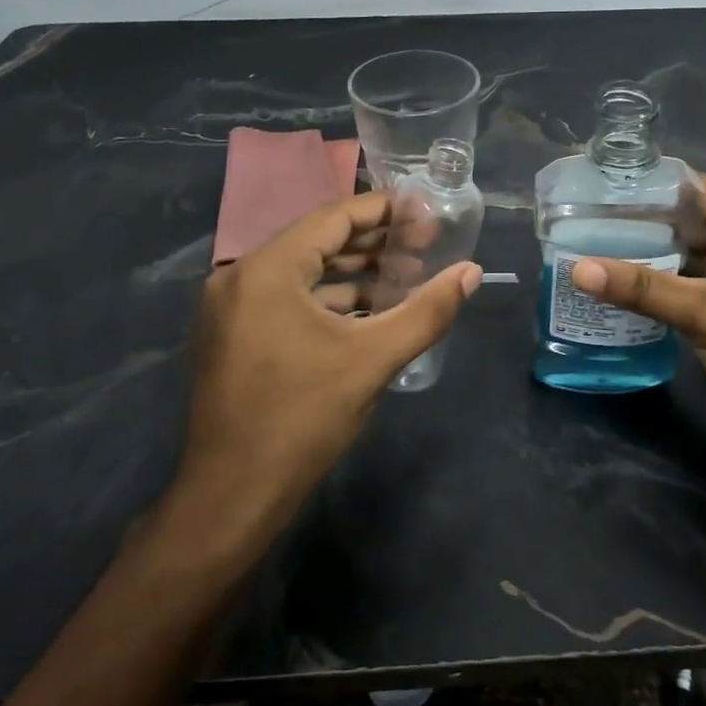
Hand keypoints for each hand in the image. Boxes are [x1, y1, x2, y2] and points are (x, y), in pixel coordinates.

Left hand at [169, 193, 481, 547]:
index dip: (383, 211)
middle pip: (318, 242)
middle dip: (375, 243)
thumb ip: (427, 311)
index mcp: (268, 269)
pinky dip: (330, 299)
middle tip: (425, 246)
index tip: (425, 213)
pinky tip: (371, 310)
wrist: (233, 495)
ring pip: (304, 273)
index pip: (333, 218)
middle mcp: (241, 276)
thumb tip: (472, 273)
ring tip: (407, 277)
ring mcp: (232, 308)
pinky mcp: (235, 335)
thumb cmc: (302, 417)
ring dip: (355, 273)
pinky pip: (289, 299)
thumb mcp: (373, 359)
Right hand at [569, 175, 705, 451]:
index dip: (654, 187)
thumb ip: (642, 288)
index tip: (603, 190)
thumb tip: (577, 269)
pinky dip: (667, 285)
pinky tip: (626, 289)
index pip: (701, 188)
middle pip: (695, 221)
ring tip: (596, 251)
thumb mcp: (705, 315)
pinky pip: (698, 284)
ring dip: (653, 257)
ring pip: (694, 256)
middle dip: (646, 224)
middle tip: (588, 223)